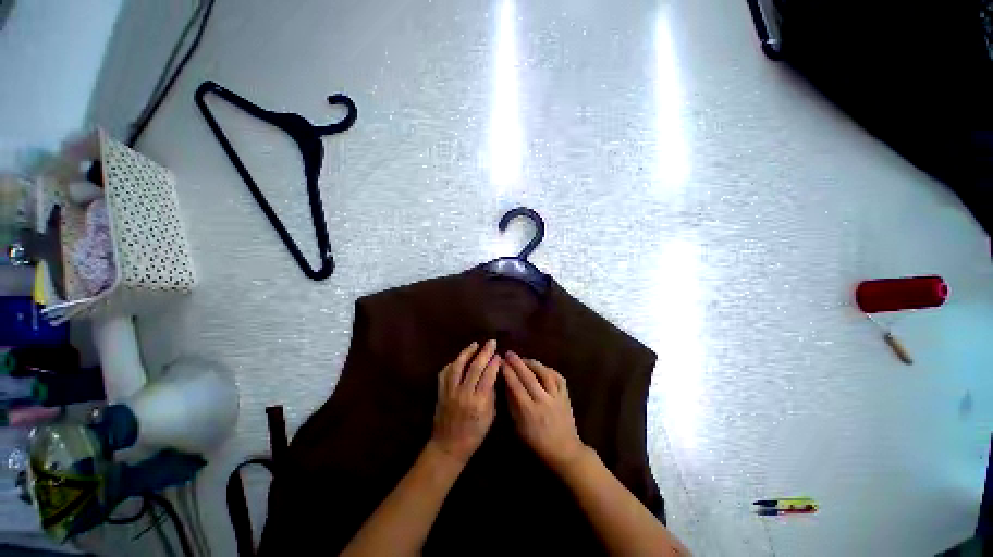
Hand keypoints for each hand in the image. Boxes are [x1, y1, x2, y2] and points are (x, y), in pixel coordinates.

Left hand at [430, 340, 501, 464]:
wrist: (448, 446)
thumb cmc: (474, 434)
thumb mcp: (490, 417)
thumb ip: (491, 394)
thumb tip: (493, 375)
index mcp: (478, 402)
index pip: (488, 376)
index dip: (494, 363)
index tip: (499, 355)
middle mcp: (463, 393)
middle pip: (475, 367)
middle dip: (485, 352)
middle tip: (491, 342)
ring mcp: (450, 391)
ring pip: (458, 366)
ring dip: (467, 352)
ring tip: (475, 344)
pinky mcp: (440, 392)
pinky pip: (445, 373)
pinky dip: (452, 363)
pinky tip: (459, 359)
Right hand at [502, 351, 587, 474]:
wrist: (564, 452)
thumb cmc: (537, 444)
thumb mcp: (518, 428)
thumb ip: (512, 406)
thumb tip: (506, 386)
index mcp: (529, 411)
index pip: (515, 386)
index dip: (507, 372)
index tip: (500, 362)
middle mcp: (543, 401)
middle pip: (528, 377)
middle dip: (517, 363)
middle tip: (509, 353)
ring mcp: (556, 397)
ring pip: (544, 374)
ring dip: (532, 363)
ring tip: (523, 359)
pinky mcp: (566, 396)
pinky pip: (559, 378)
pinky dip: (549, 370)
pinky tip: (541, 367)